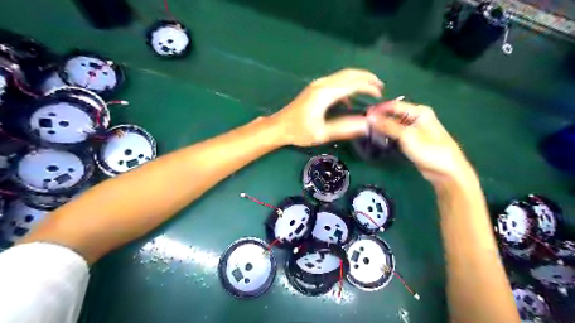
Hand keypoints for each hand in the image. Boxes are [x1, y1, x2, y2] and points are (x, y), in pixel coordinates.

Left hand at [272, 70, 380, 146]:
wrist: (279, 127)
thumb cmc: (299, 131)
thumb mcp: (322, 133)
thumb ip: (345, 128)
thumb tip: (366, 124)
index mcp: (325, 93)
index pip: (353, 83)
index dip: (369, 86)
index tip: (380, 94)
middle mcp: (322, 84)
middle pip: (349, 73)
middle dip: (366, 77)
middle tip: (380, 86)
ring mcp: (317, 85)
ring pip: (342, 75)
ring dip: (357, 79)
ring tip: (370, 89)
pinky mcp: (315, 88)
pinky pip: (335, 82)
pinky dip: (347, 85)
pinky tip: (349, 98)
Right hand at [366, 100, 473, 182]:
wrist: (445, 170)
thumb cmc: (429, 149)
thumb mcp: (407, 135)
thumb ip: (387, 126)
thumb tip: (370, 117)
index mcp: (419, 111)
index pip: (394, 105)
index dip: (379, 109)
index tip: (364, 115)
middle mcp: (416, 118)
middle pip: (393, 115)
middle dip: (379, 120)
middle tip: (364, 126)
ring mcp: (413, 130)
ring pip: (393, 126)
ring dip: (382, 129)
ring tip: (368, 133)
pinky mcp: (411, 141)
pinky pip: (396, 135)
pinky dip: (387, 136)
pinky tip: (378, 139)